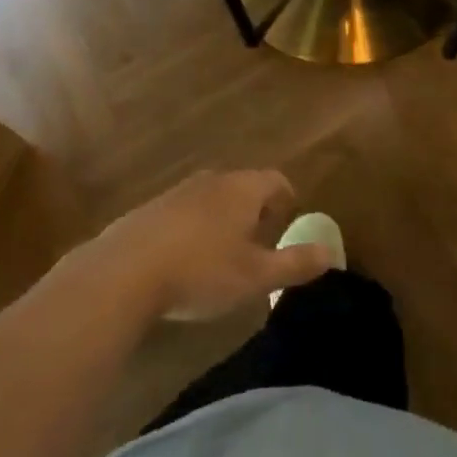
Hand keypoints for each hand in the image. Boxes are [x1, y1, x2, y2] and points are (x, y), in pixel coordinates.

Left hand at [83, 170, 335, 321]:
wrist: (124, 272)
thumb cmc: (201, 271)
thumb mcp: (256, 276)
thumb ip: (295, 263)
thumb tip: (332, 253)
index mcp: (242, 189)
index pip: (275, 180)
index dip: (287, 198)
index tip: (290, 219)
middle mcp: (212, 181)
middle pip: (243, 186)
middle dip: (255, 209)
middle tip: (261, 239)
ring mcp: (177, 192)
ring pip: (212, 198)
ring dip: (223, 218)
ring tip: (225, 252)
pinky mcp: (149, 210)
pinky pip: (184, 212)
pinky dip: (194, 228)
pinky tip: (186, 259)